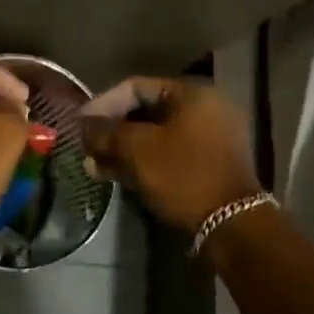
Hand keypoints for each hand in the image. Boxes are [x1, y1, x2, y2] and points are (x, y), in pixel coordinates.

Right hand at [80, 78, 262, 233]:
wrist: (232, 227)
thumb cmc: (183, 175)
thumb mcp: (137, 149)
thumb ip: (106, 132)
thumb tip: (83, 126)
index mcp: (191, 94)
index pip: (136, 87)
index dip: (103, 103)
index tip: (81, 123)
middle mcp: (204, 109)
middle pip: (145, 111)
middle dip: (112, 130)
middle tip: (86, 146)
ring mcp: (209, 138)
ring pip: (155, 135)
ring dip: (123, 149)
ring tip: (94, 165)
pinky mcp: (209, 165)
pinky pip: (168, 153)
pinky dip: (143, 161)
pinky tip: (116, 175)